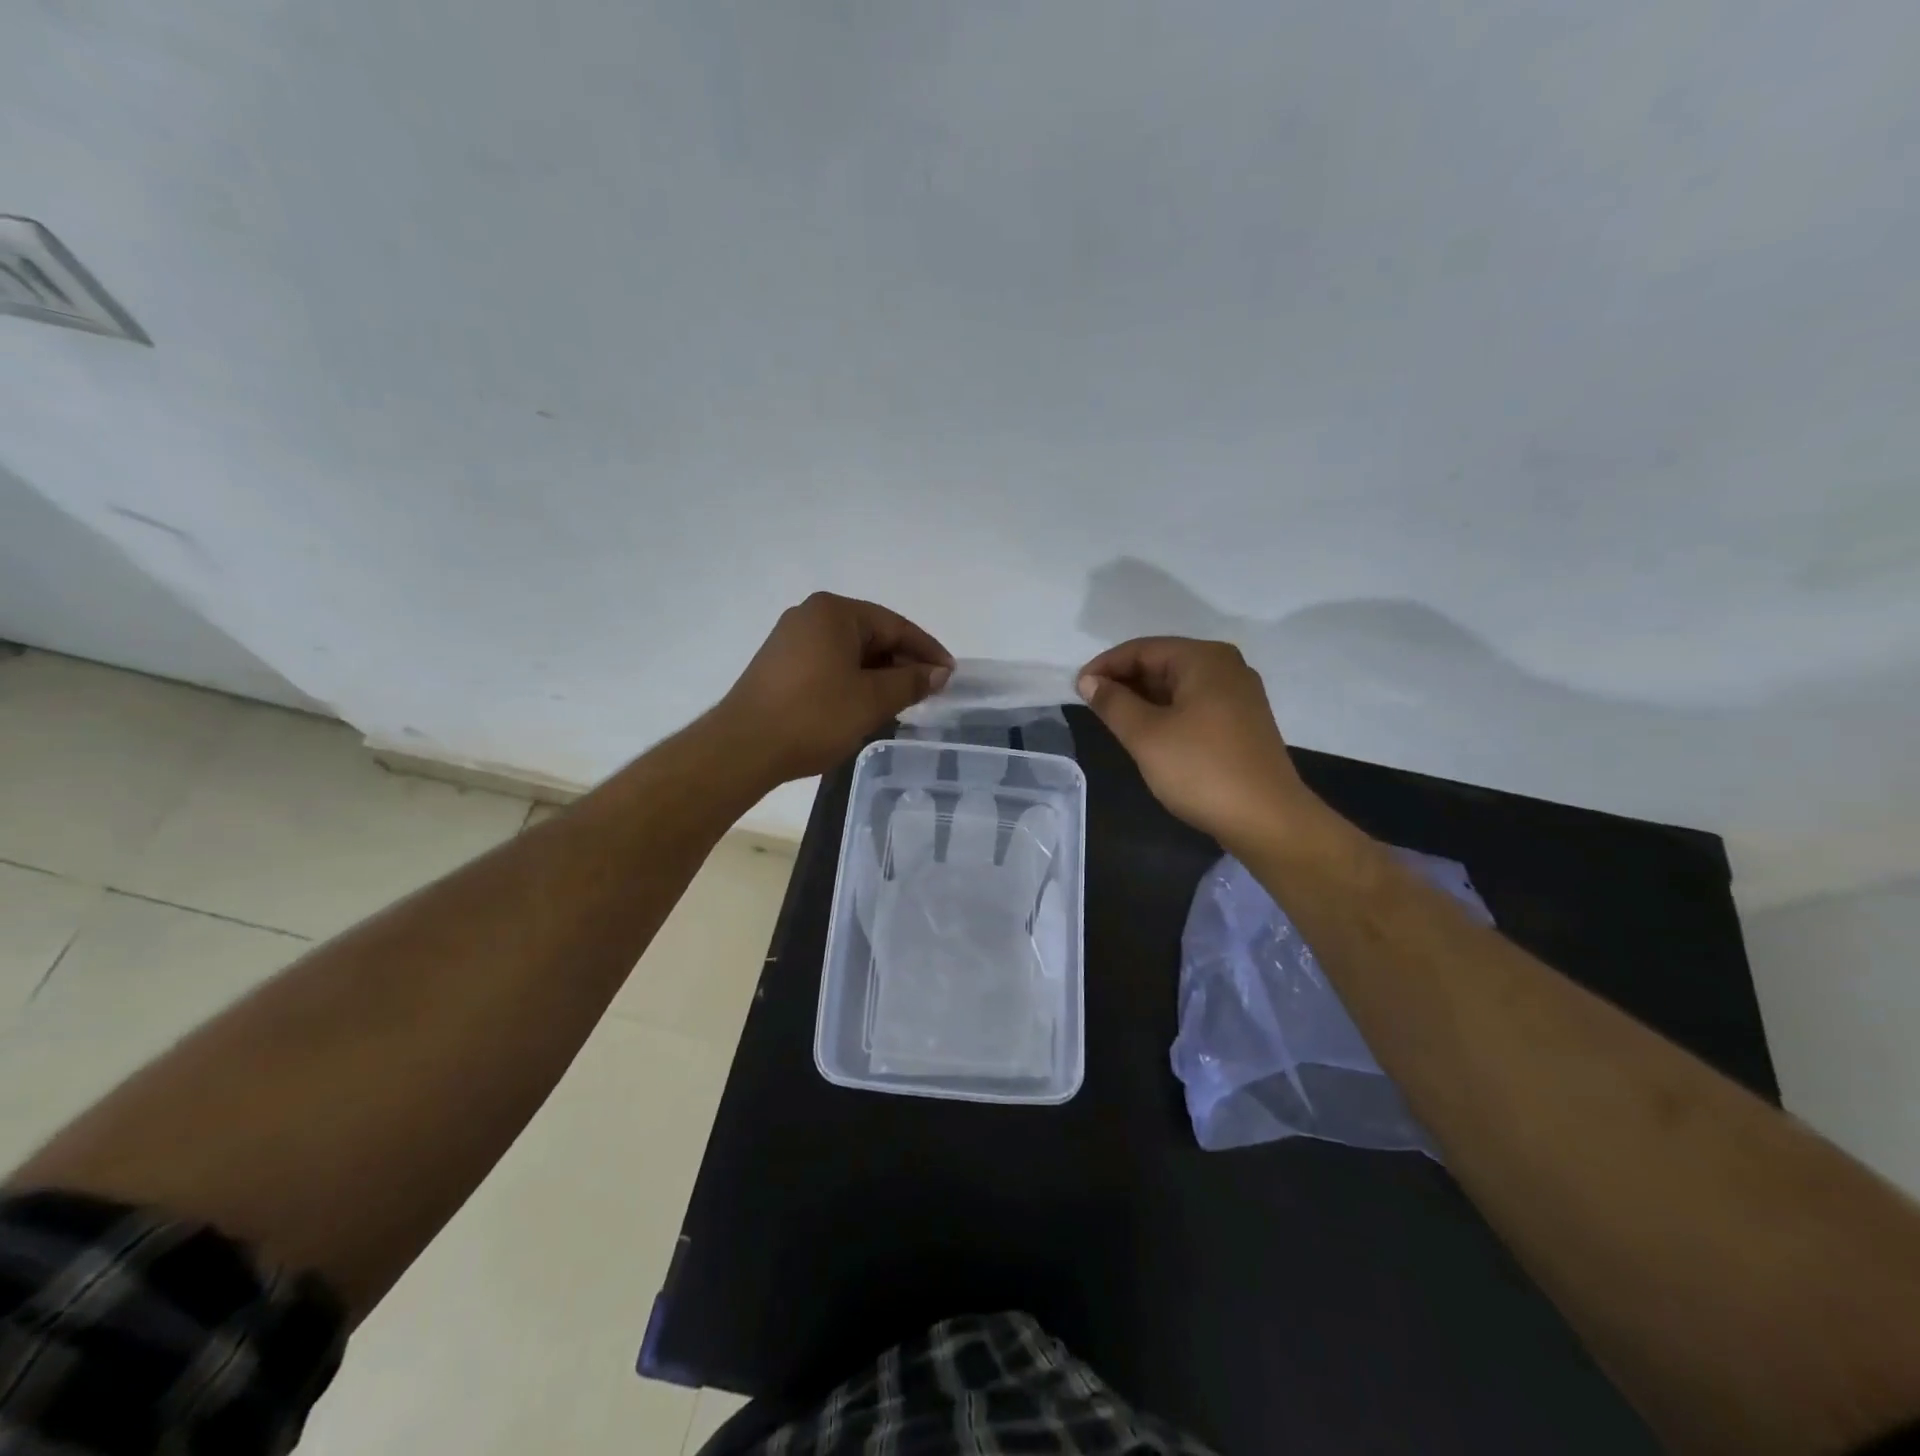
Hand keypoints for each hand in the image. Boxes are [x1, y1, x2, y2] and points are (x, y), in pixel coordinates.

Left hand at [717, 593, 952, 782]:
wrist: (744, 747)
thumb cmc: (814, 716)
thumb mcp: (872, 700)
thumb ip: (910, 681)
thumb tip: (939, 672)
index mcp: (835, 612)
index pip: (895, 625)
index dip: (927, 651)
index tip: (950, 675)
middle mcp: (811, 615)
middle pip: (872, 635)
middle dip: (902, 663)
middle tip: (928, 692)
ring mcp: (791, 638)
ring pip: (850, 652)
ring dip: (879, 675)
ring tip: (901, 702)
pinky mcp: (779, 664)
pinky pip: (829, 664)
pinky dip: (853, 680)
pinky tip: (866, 704)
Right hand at [1077, 637, 1315, 848]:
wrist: (1267, 819)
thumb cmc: (1201, 769)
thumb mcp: (1146, 735)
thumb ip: (1113, 703)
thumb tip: (1089, 681)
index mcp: (1204, 659)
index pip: (1142, 649)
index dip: (1105, 666)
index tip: (1076, 689)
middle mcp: (1226, 667)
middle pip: (1162, 663)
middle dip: (1124, 682)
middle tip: (1092, 707)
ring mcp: (1238, 695)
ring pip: (1178, 686)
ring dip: (1143, 699)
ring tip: (1113, 721)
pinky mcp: (1242, 722)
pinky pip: (1194, 704)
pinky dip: (1166, 712)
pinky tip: (1148, 734)